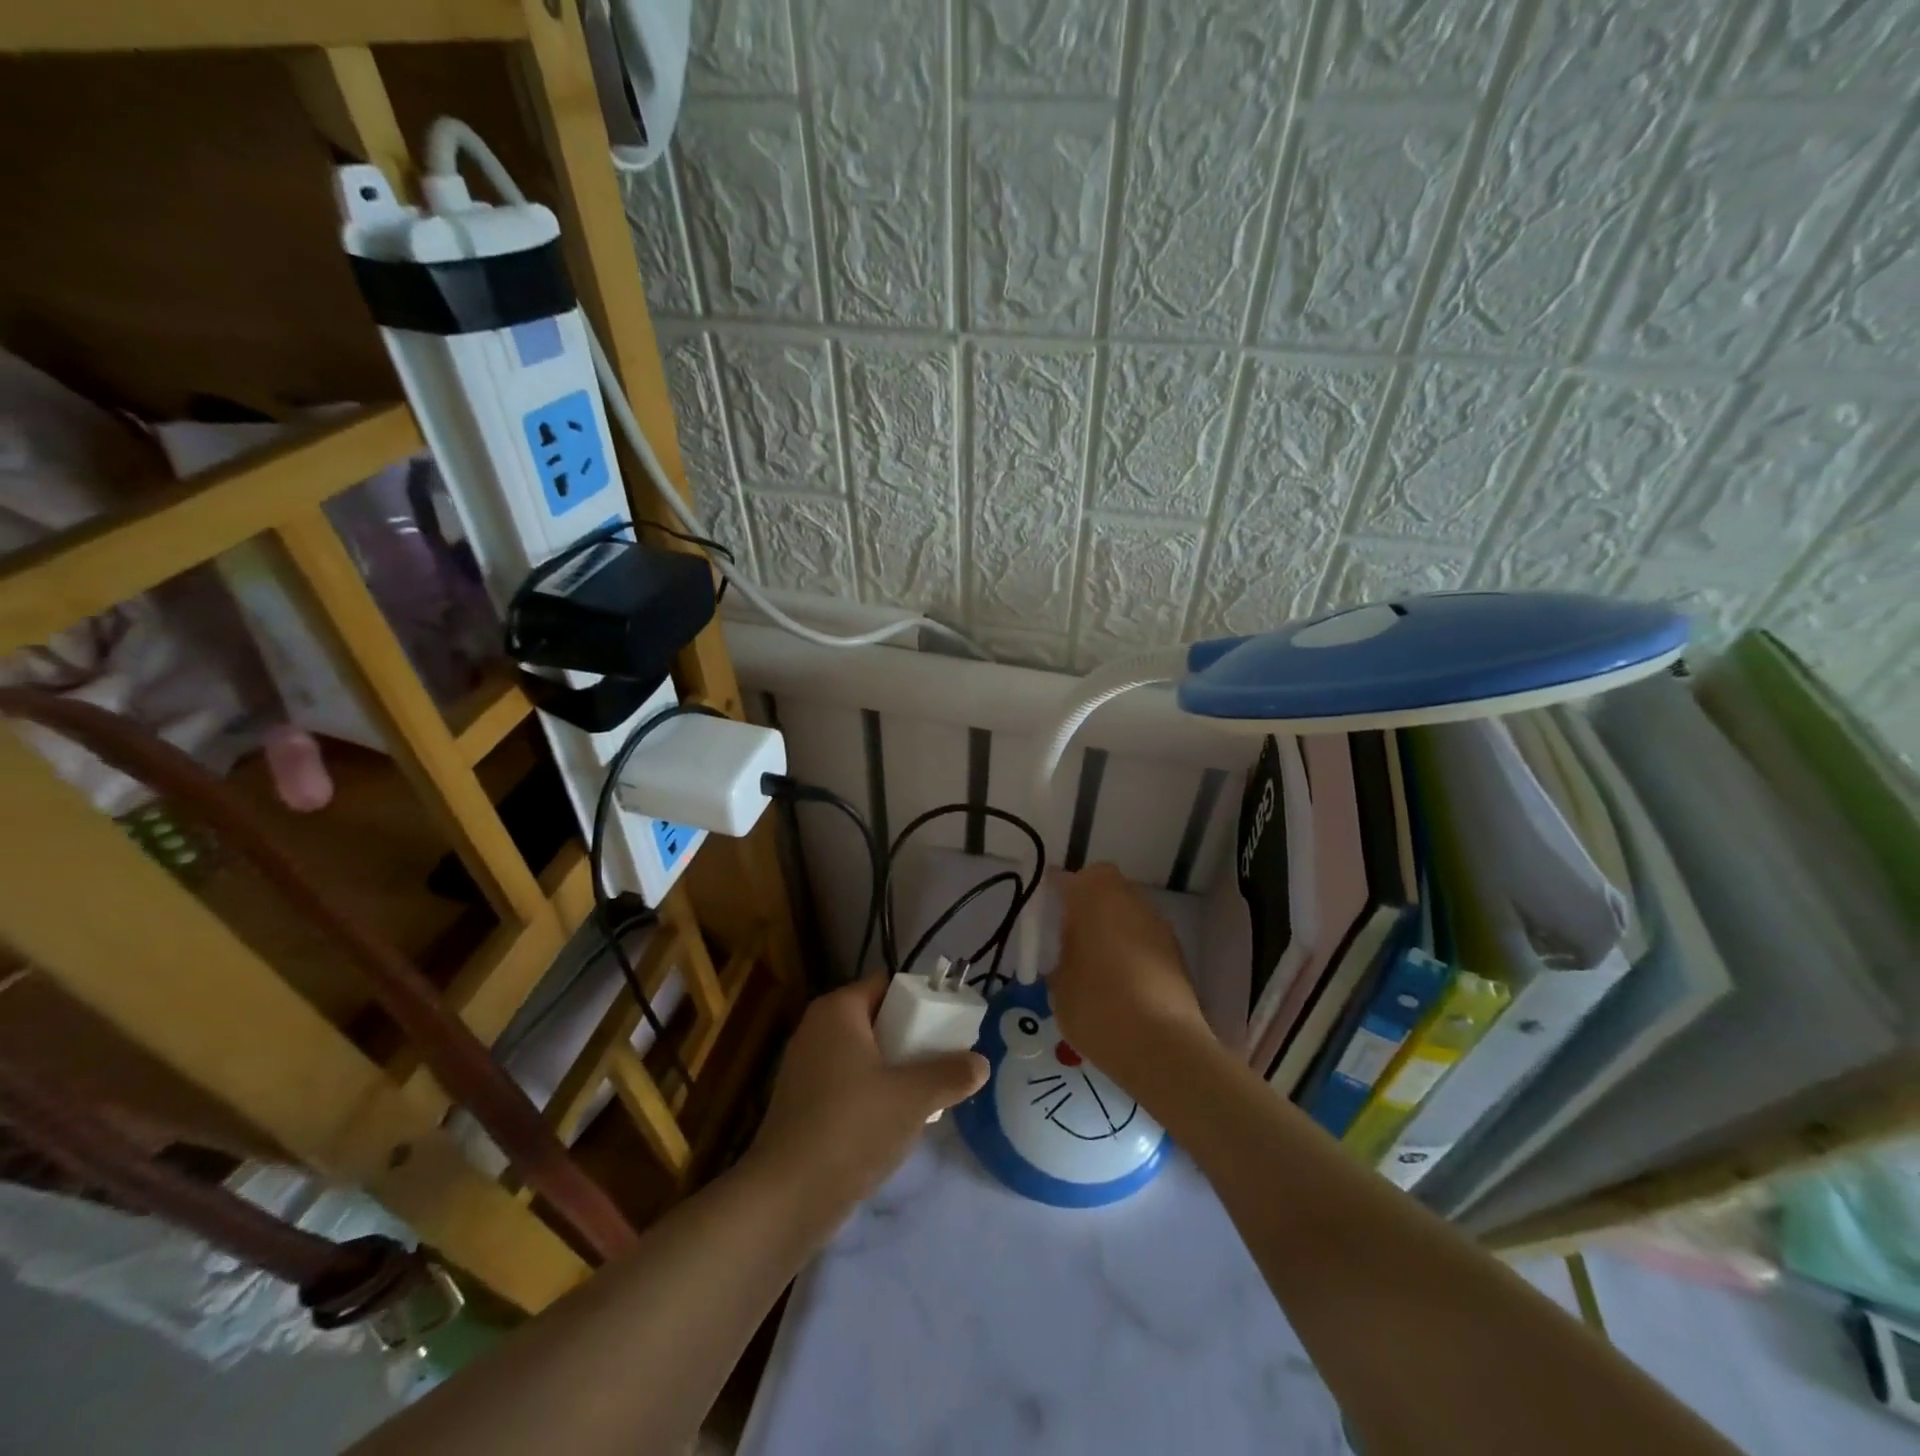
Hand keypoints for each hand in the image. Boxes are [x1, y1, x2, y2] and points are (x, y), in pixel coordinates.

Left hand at [744, 976, 986, 1224]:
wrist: (787, 1197)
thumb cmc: (851, 1127)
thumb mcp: (913, 1098)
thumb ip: (951, 1075)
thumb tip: (981, 1064)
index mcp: (838, 1010)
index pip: (888, 985)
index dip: (922, 999)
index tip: (951, 1024)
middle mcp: (817, 1028)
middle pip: (877, 1018)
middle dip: (912, 1038)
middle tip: (945, 1059)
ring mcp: (805, 1066)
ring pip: (863, 1053)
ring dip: (895, 1068)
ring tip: (928, 1092)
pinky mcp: (802, 1102)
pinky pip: (848, 1081)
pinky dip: (872, 1091)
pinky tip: (895, 1119)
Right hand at [1050, 863, 1211, 1085]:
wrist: (1163, 1047)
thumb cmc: (1098, 1006)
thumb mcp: (1060, 983)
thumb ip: (1063, 955)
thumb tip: (1071, 949)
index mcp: (1095, 897)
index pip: (1067, 879)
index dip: (1053, 891)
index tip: (1043, 911)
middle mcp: (1130, 900)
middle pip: (1104, 886)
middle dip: (1087, 902)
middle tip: (1069, 933)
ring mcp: (1158, 925)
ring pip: (1128, 911)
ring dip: (1112, 925)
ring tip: (1095, 961)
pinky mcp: (1177, 953)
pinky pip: (1144, 937)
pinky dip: (1131, 948)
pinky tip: (1120, 981)